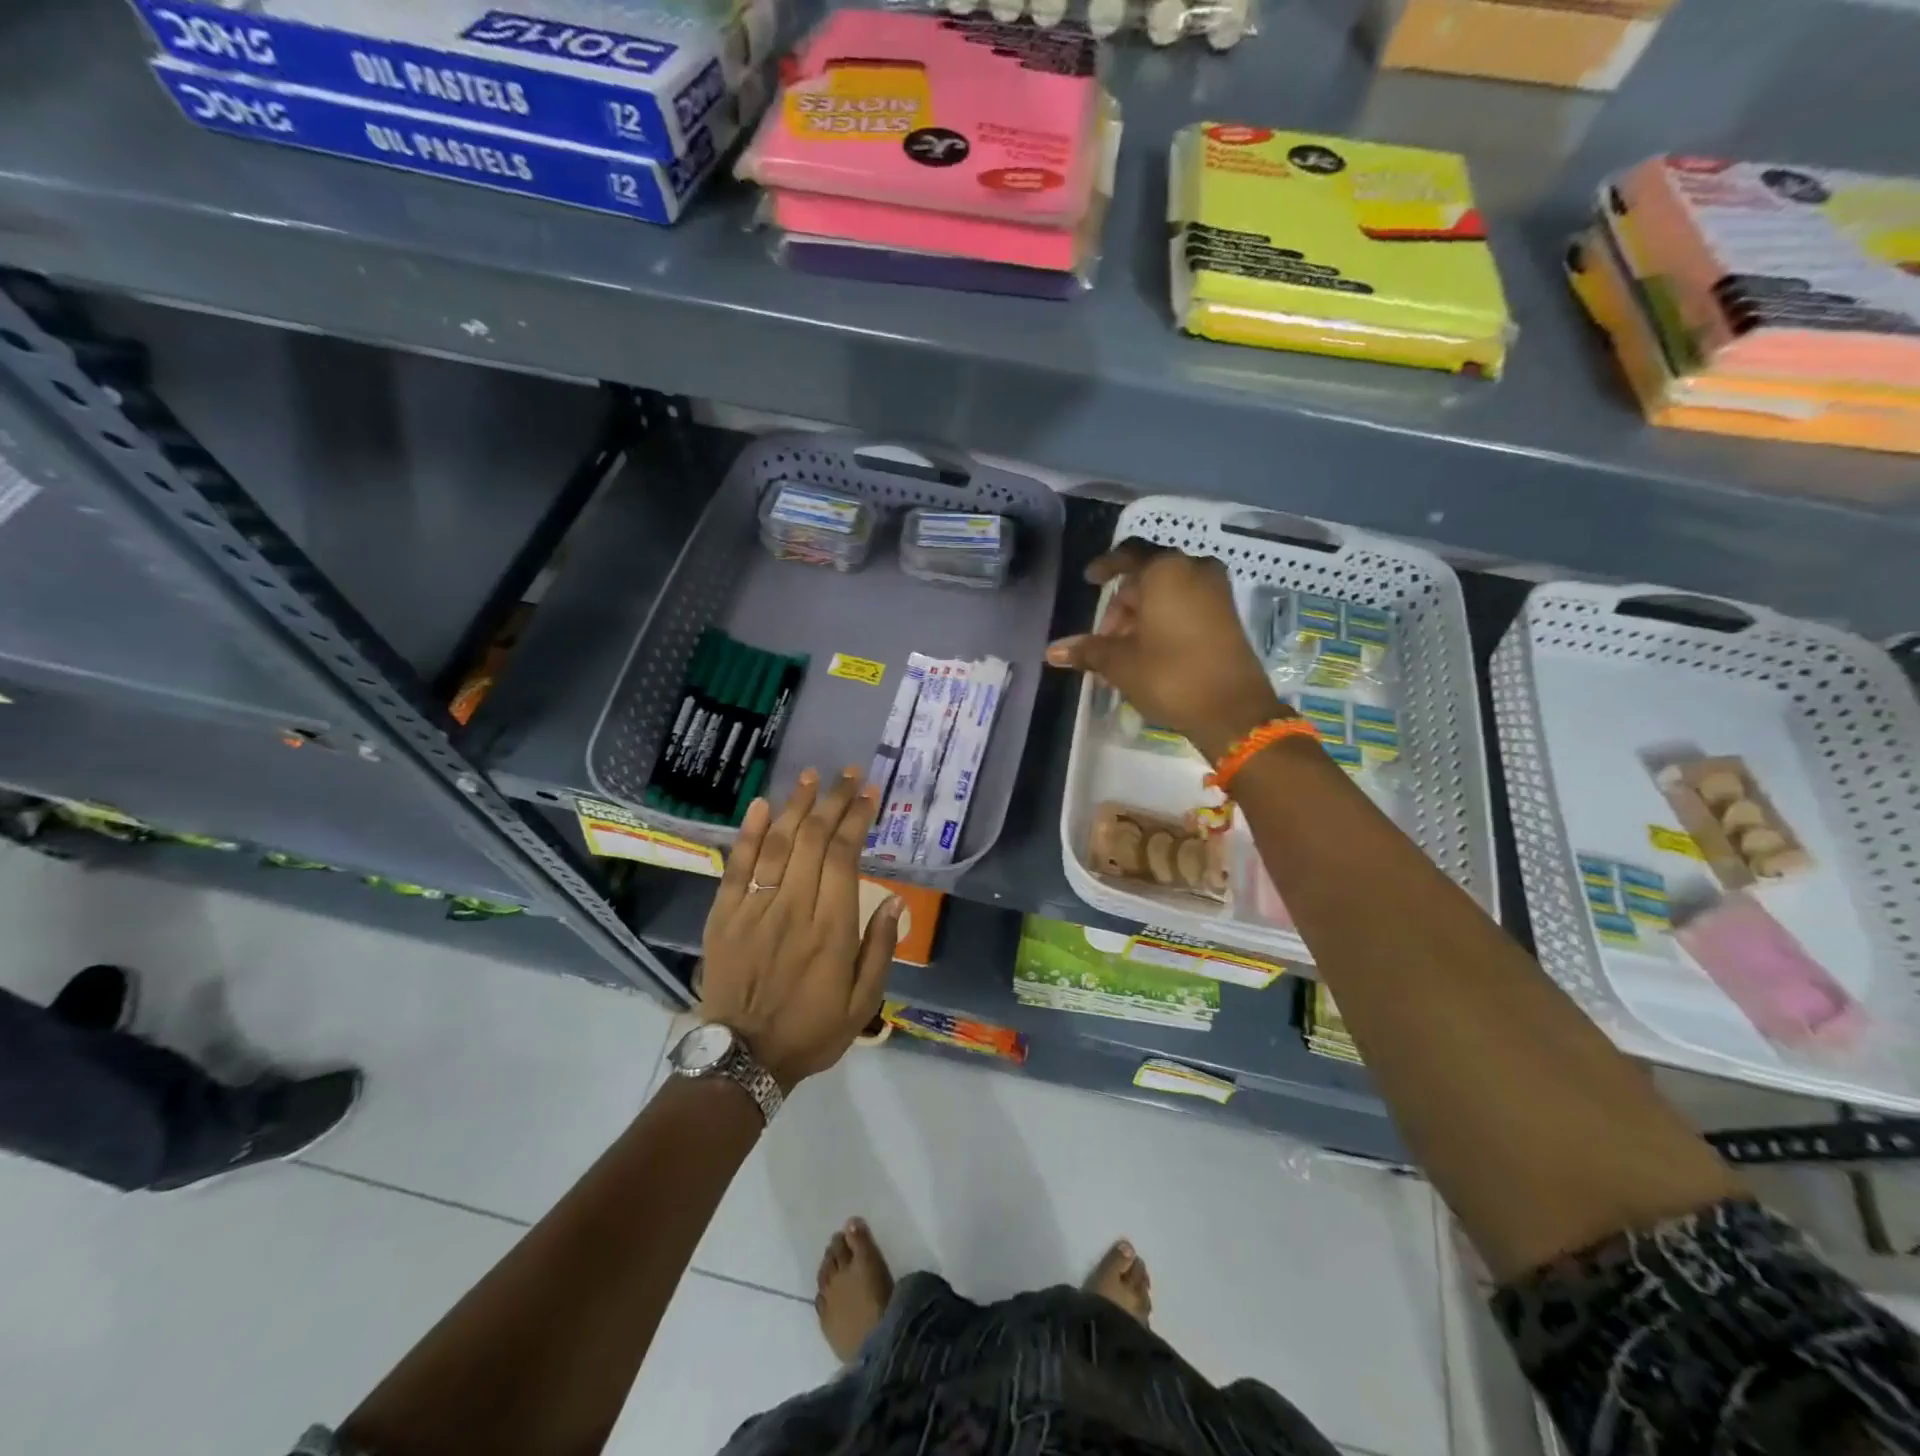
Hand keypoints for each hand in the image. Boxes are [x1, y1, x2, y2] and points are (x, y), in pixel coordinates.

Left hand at [699, 767, 902, 1090]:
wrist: (744, 1058)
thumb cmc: (811, 1030)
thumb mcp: (863, 1003)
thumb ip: (879, 951)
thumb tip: (893, 902)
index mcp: (832, 929)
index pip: (844, 857)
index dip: (856, 820)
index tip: (868, 795)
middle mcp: (794, 908)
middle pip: (813, 840)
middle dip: (833, 801)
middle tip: (847, 775)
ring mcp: (755, 909)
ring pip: (777, 844)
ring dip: (796, 806)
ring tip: (811, 777)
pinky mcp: (724, 915)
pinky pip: (737, 866)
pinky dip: (748, 833)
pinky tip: (760, 805)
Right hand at [1045, 540, 1286, 761]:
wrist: (1232, 710)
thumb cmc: (1170, 675)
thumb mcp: (1120, 663)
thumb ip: (1087, 650)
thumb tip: (1051, 652)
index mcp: (1166, 570)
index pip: (1128, 555)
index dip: (1105, 567)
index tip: (1089, 581)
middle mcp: (1195, 570)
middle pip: (1147, 578)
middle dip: (1122, 607)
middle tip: (1103, 640)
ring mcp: (1216, 592)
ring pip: (1167, 594)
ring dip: (1142, 617)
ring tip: (1123, 653)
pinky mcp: (1227, 615)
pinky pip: (1187, 606)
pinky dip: (1164, 621)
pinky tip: (1148, 652)